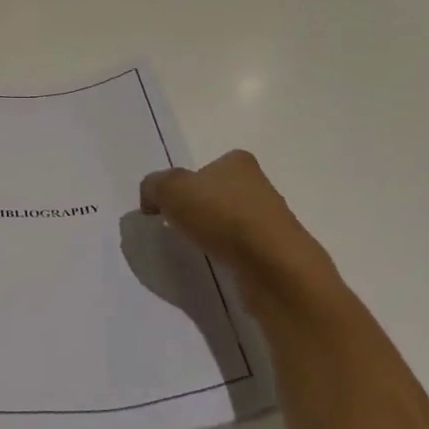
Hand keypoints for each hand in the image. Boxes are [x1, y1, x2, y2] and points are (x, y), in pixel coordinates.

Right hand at [140, 150, 337, 309]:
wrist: (272, 266)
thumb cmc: (221, 215)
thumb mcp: (170, 189)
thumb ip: (154, 186)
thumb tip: (152, 199)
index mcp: (238, 163)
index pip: (207, 167)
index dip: (185, 184)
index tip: (170, 205)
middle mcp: (259, 186)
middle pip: (219, 194)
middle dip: (200, 208)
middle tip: (178, 226)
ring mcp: (271, 221)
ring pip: (231, 223)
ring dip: (214, 234)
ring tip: (197, 248)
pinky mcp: (276, 253)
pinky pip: (242, 250)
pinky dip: (228, 256)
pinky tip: (218, 264)